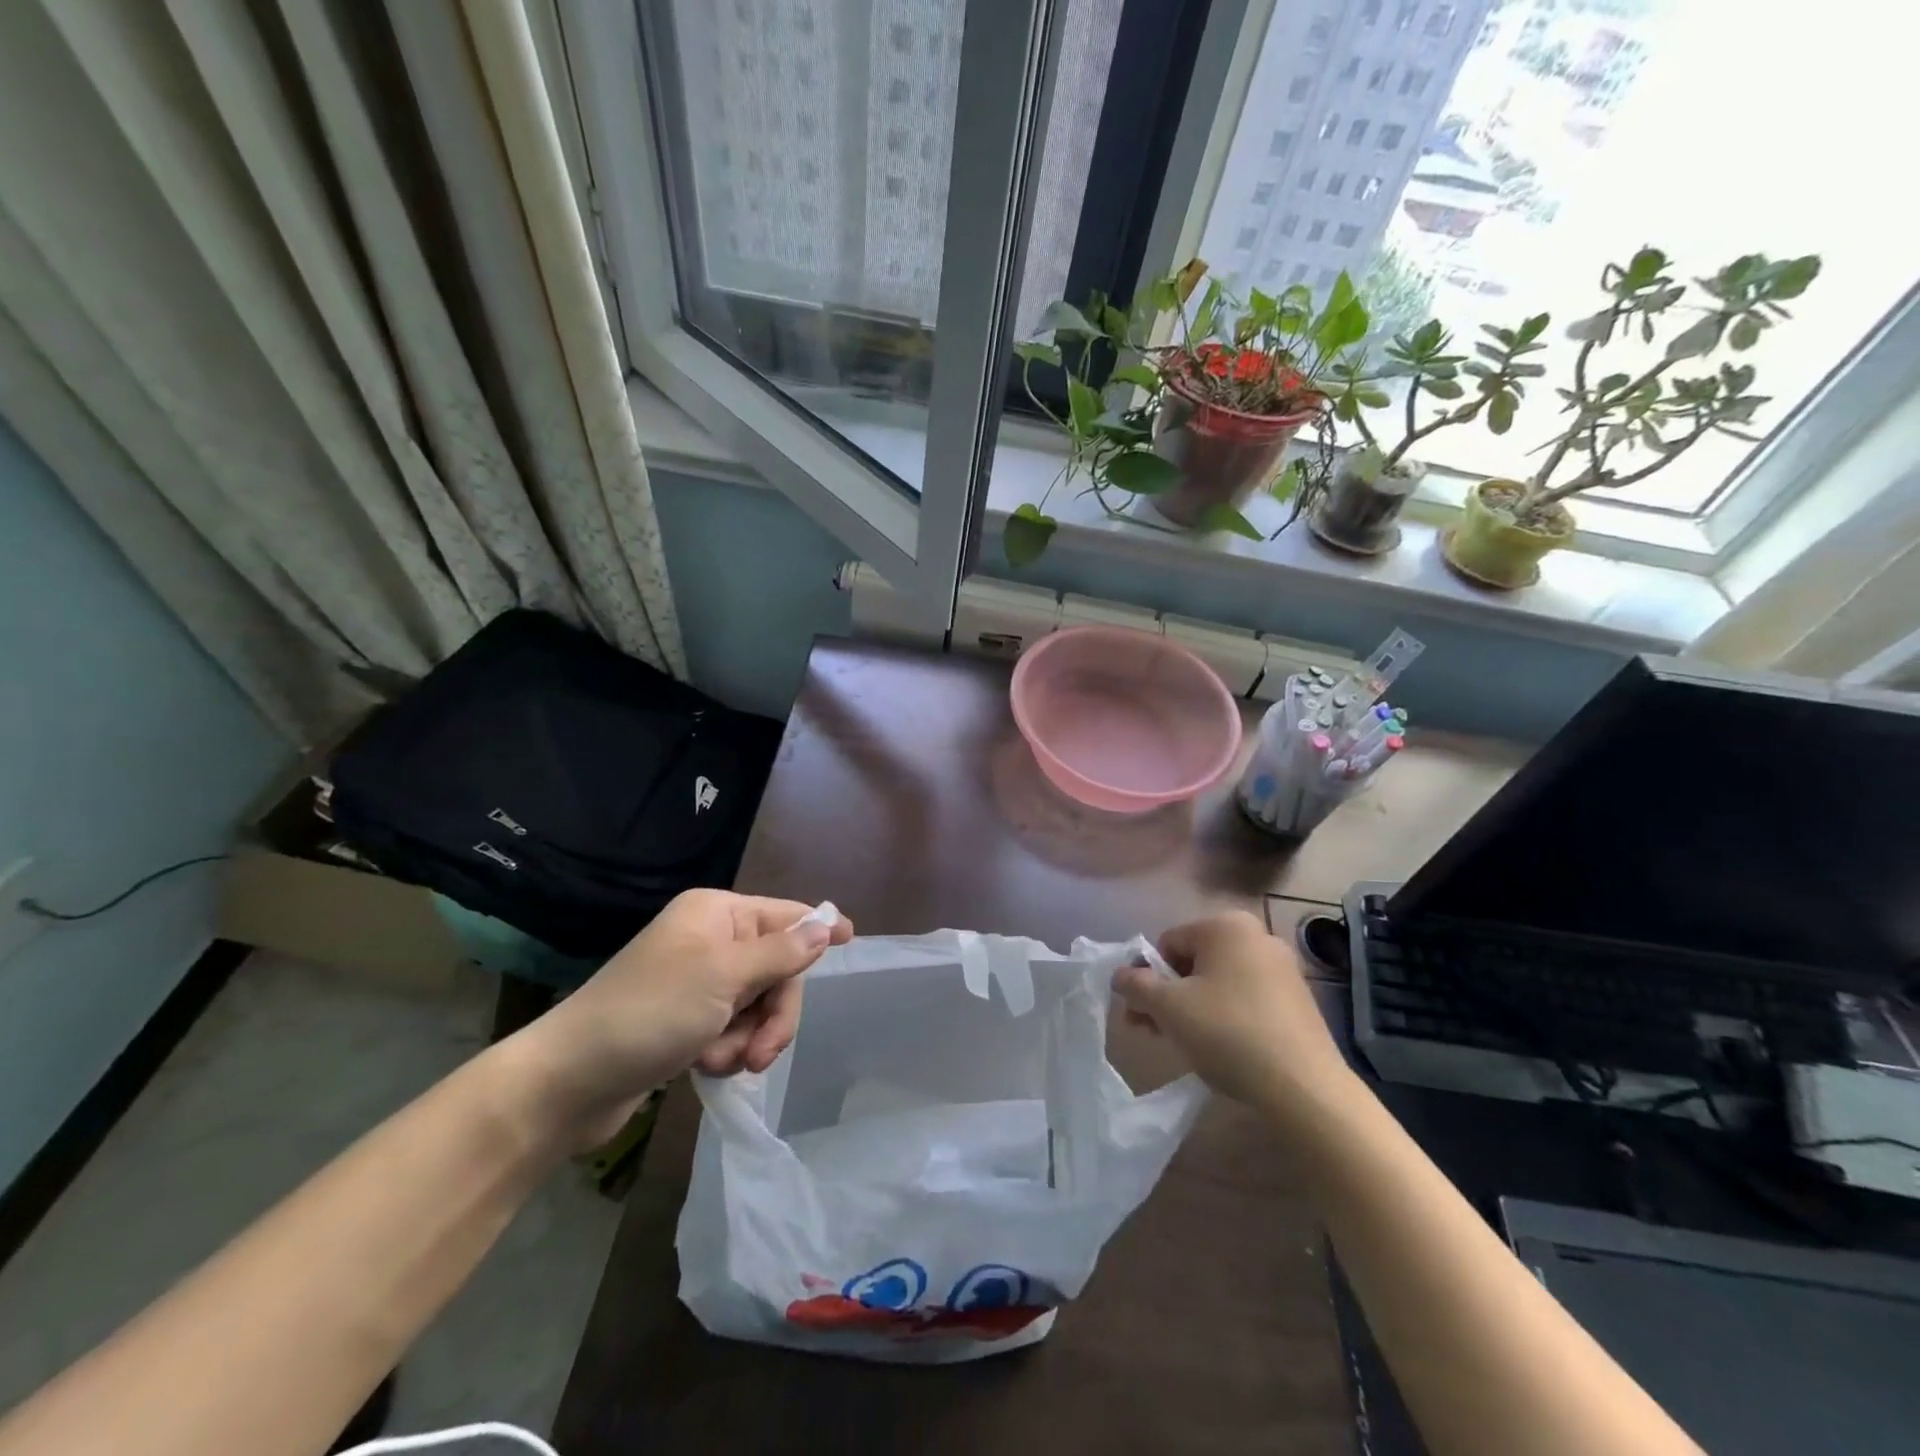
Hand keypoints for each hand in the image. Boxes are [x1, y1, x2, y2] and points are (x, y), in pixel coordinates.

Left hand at [508, 890, 852, 1148]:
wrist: (569, 1081)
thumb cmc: (649, 1012)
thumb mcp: (723, 977)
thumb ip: (781, 953)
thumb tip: (826, 924)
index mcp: (717, 914)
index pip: (785, 915)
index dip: (818, 928)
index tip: (853, 938)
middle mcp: (710, 940)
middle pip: (776, 969)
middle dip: (775, 1013)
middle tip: (763, 1052)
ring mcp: (698, 981)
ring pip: (758, 1004)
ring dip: (750, 1037)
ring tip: (723, 1063)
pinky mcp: (687, 1020)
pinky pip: (733, 1028)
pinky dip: (728, 1050)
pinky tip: (706, 1067)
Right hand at [1112, 911, 1350, 1111]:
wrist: (1304, 1088)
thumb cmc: (1228, 1033)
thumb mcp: (1168, 1007)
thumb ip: (1135, 984)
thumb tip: (1120, 974)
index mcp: (1226, 926)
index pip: (1167, 943)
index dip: (1148, 978)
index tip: (1141, 1013)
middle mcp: (1257, 936)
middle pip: (1193, 961)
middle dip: (1168, 994)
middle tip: (1153, 1031)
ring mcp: (1282, 968)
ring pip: (1219, 982)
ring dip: (1193, 1007)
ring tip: (1182, 1044)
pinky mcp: (1298, 1000)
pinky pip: (1246, 998)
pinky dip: (1225, 1016)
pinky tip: (1221, 1049)